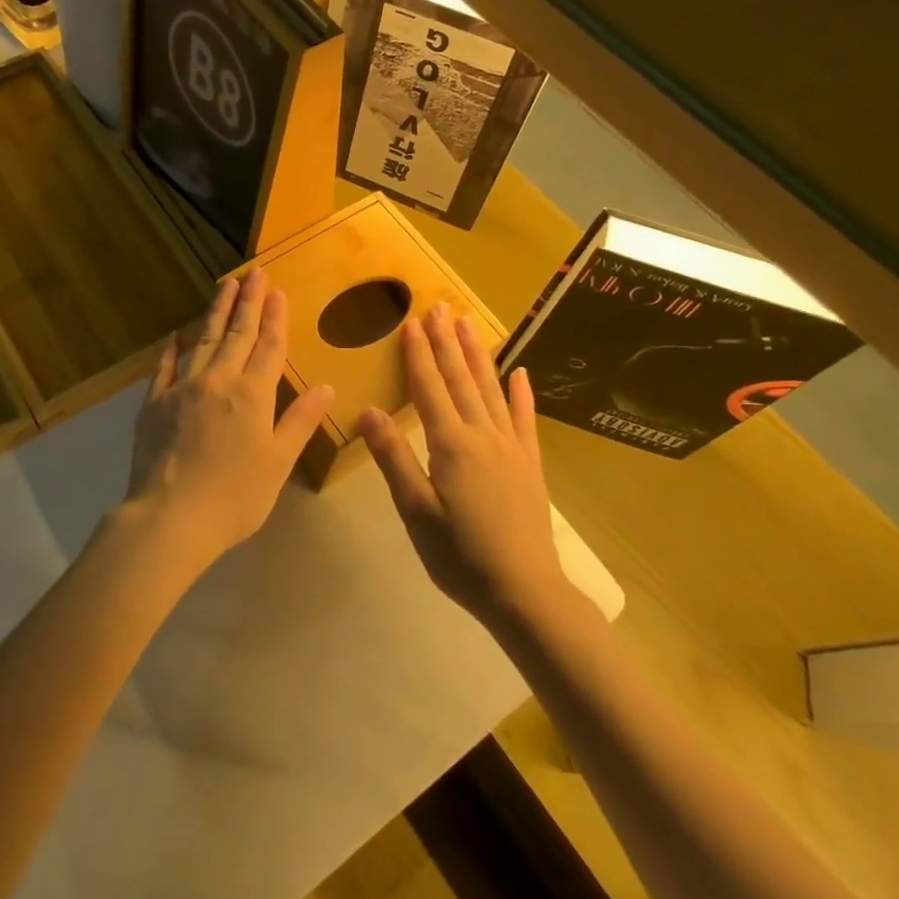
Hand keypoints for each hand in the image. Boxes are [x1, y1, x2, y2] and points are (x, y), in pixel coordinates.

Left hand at [124, 268, 334, 568]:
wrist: (170, 517)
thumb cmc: (235, 496)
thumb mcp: (278, 462)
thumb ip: (300, 421)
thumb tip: (325, 386)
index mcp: (252, 395)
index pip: (269, 346)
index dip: (275, 317)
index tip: (277, 291)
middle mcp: (218, 380)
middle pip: (237, 333)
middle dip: (248, 301)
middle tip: (253, 272)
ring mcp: (182, 388)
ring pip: (203, 339)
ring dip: (216, 311)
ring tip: (225, 285)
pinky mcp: (154, 403)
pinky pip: (164, 367)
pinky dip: (172, 349)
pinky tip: (175, 335)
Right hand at [358, 305, 568, 623]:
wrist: (524, 591)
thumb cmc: (460, 555)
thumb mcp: (415, 511)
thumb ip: (394, 458)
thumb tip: (369, 411)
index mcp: (451, 444)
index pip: (430, 388)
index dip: (419, 355)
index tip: (412, 322)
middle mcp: (482, 435)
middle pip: (461, 379)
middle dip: (448, 342)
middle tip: (441, 307)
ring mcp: (511, 447)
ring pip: (491, 390)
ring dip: (478, 355)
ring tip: (469, 324)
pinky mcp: (530, 464)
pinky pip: (524, 419)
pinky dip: (521, 393)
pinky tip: (520, 372)